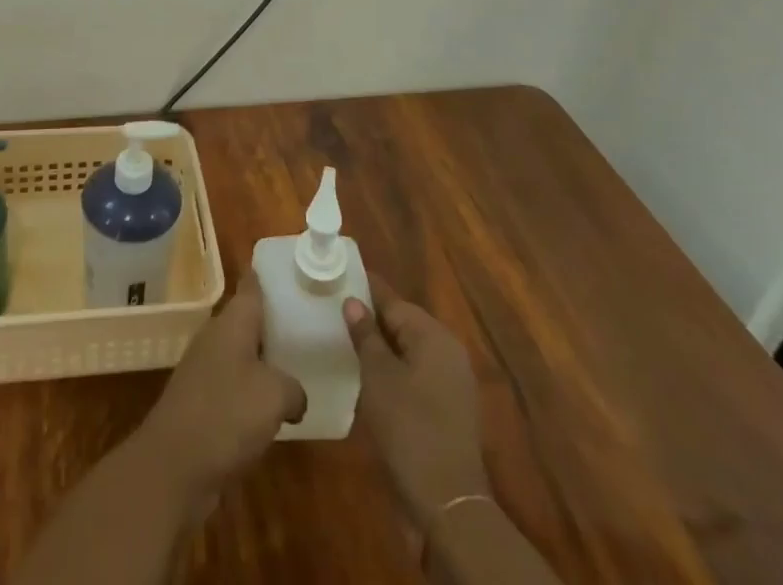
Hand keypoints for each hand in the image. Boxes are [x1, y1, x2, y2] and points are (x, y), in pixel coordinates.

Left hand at [136, 272, 305, 508]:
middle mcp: (216, 339)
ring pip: (242, 355)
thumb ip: (293, 387)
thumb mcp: (274, 395)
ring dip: (265, 362)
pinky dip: (254, 394)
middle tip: (308, 324)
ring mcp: (206, 371)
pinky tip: (275, 411)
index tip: (289, 270)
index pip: (251, 287)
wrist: (174, 465)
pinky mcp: (203, 405)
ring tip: (299, 367)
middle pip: (248, 321)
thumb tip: (295, 395)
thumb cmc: (226, 414)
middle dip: (274, 322)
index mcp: (232, 323)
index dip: (266, 276)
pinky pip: (235, 388)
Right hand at [344, 276, 489, 530]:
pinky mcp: (447, 410)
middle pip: (402, 323)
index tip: (335, 277)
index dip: (363, 288)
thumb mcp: (378, 375)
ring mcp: (450, 383)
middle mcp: (447, 351)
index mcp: (433, 335)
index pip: (392, 299)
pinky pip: (414, 375)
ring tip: (343, 342)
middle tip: (332, 311)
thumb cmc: (409, 428)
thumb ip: (365, 334)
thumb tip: (353, 301)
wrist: (447, 504)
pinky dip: (392, 371)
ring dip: (379, 347)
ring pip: (407, 350)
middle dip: (369, 318)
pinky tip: (366, 378)